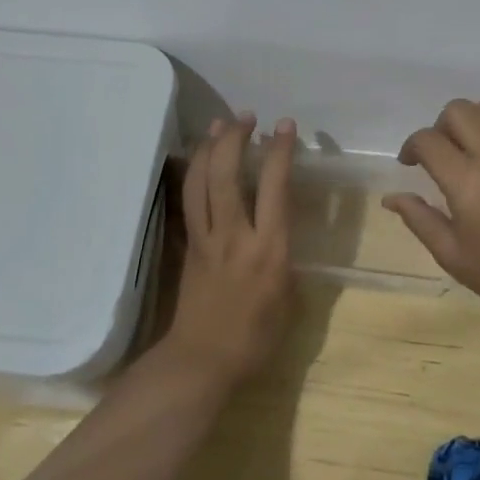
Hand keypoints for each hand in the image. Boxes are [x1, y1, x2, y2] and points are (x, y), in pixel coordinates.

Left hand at [166, 114, 297, 385]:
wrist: (202, 362)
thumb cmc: (255, 338)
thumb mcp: (289, 299)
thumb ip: (287, 258)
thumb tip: (284, 233)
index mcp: (268, 249)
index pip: (275, 188)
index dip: (280, 152)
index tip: (285, 126)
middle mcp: (235, 235)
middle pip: (228, 175)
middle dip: (236, 139)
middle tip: (246, 117)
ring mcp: (207, 238)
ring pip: (202, 182)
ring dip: (211, 148)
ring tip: (220, 124)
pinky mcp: (189, 245)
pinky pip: (190, 199)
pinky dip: (195, 173)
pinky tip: (200, 160)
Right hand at [384, 99, 479, 331]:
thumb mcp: (451, 254)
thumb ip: (419, 218)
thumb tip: (391, 197)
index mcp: (468, 181)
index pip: (428, 139)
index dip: (411, 147)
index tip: (410, 164)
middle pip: (458, 110)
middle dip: (440, 127)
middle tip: (440, 156)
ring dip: (470, 123)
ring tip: (468, 152)